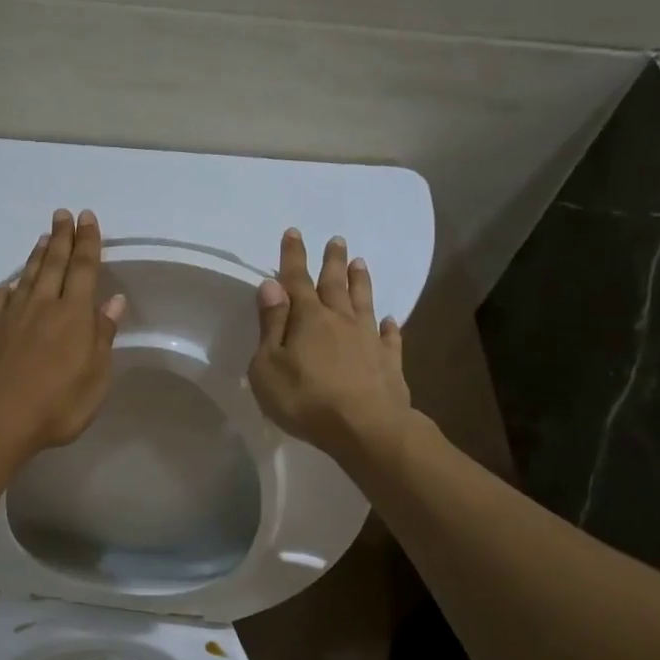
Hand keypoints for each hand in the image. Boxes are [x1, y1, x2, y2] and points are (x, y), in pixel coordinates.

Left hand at [0, 208, 126, 455]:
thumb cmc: (57, 403)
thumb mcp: (95, 376)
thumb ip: (102, 335)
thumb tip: (113, 301)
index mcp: (73, 314)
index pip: (84, 269)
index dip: (88, 242)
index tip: (87, 218)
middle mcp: (42, 306)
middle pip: (54, 264)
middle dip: (61, 238)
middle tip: (62, 214)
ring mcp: (11, 317)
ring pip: (27, 277)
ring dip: (37, 256)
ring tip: (43, 238)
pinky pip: (1, 300)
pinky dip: (8, 288)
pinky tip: (9, 284)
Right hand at [247, 229, 410, 460]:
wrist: (366, 428)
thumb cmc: (305, 399)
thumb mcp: (268, 366)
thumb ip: (271, 325)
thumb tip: (271, 286)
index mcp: (307, 319)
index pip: (296, 280)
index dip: (293, 256)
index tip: (294, 232)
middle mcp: (340, 321)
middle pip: (335, 284)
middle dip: (333, 261)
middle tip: (337, 239)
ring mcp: (368, 340)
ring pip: (364, 302)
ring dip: (361, 282)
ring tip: (361, 262)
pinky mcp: (389, 362)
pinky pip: (390, 338)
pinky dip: (389, 327)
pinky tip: (390, 320)